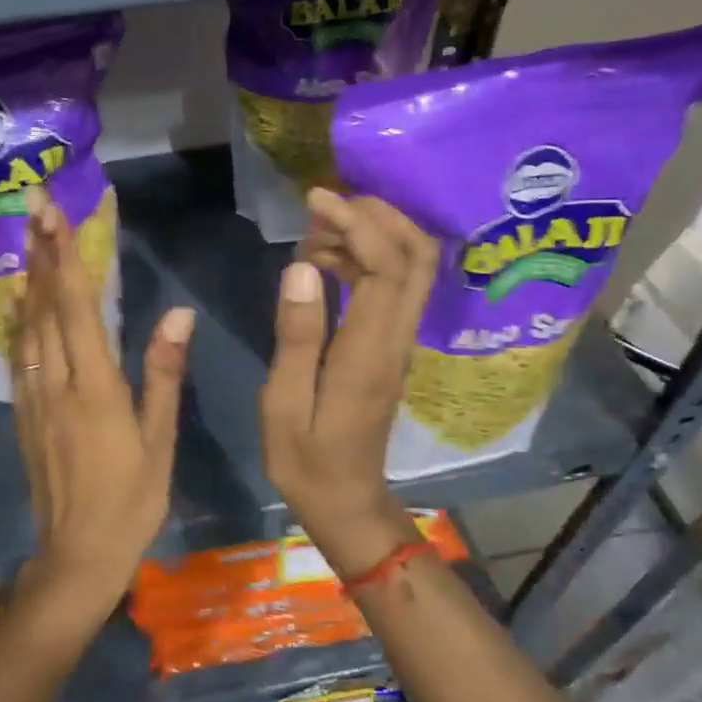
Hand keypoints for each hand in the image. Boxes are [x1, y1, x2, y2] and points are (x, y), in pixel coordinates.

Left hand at [11, 186, 193, 634]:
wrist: (77, 556)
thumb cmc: (132, 500)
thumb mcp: (160, 440)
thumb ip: (164, 373)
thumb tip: (178, 314)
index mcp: (95, 386)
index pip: (76, 307)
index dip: (64, 257)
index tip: (52, 214)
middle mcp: (56, 382)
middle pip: (45, 306)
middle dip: (41, 252)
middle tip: (33, 204)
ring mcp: (33, 398)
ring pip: (26, 326)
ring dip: (27, 279)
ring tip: (25, 238)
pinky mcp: (23, 414)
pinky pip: (17, 355)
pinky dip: (17, 320)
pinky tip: (16, 302)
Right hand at [260, 188, 439, 576]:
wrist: (346, 501)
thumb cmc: (305, 459)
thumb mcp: (283, 402)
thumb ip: (296, 334)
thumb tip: (302, 267)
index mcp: (368, 352)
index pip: (384, 268)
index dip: (356, 223)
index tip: (315, 200)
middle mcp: (396, 340)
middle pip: (418, 258)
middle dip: (380, 216)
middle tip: (327, 204)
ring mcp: (400, 344)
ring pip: (412, 270)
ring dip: (374, 235)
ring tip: (316, 232)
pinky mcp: (392, 349)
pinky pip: (394, 289)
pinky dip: (368, 260)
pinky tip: (325, 262)